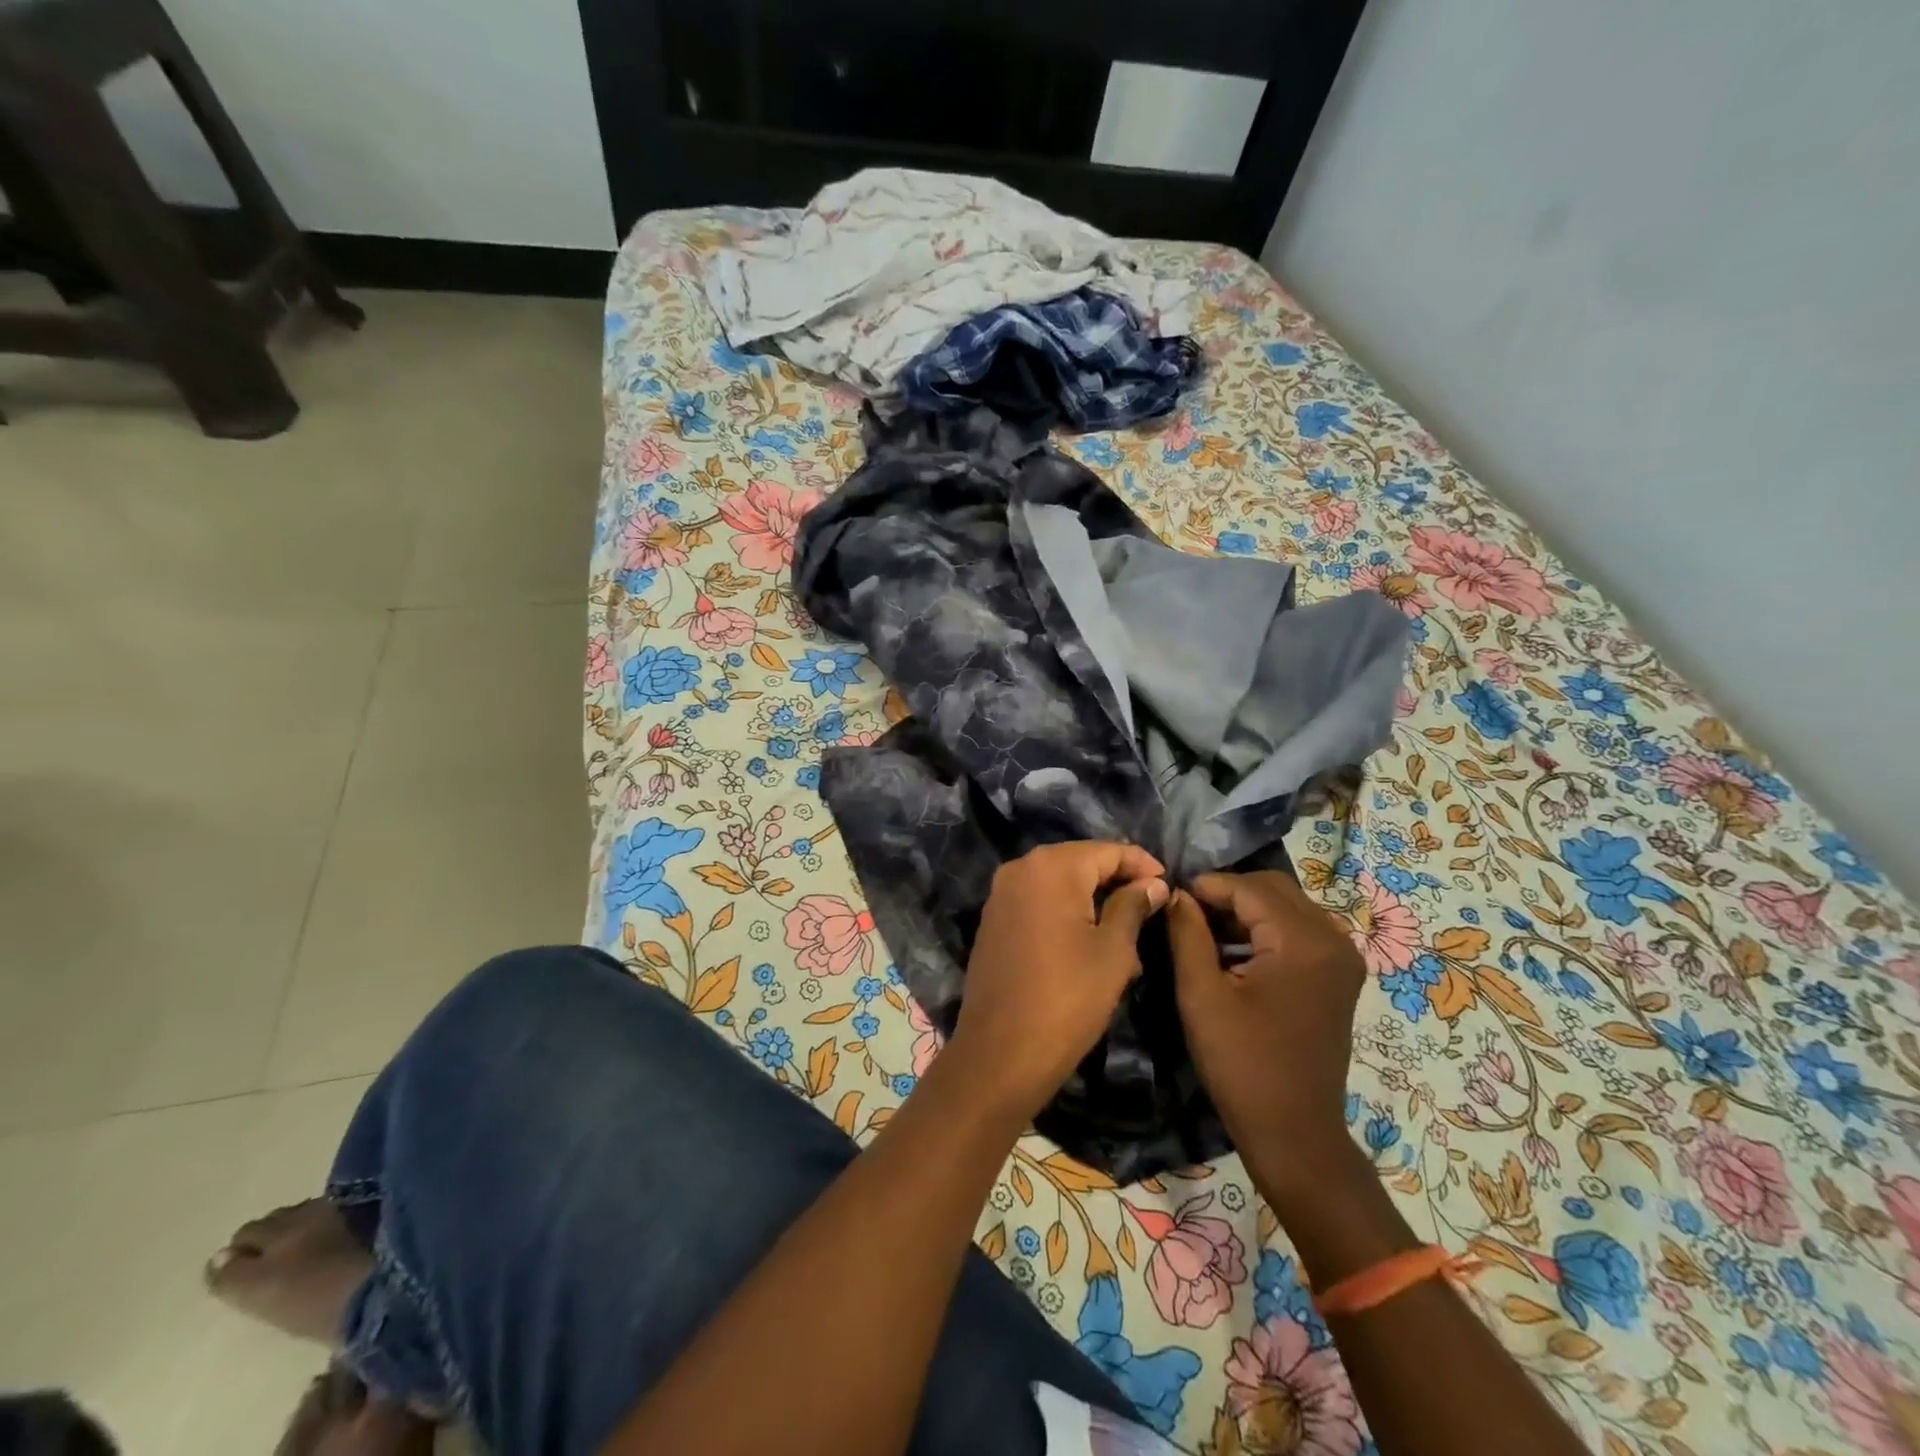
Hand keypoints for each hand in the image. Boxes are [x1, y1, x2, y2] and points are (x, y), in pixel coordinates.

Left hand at [946, 842, 1168, 1124]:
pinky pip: (1038, 903)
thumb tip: (1153, 883)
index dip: (1142, 864)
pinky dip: (1066, 913)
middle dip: (1117, 882)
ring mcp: (1001, 895)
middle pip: (1080, 863)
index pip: (1107, 851)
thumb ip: (1133, 906)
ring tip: (1128, 932)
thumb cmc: (1068, 998)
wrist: (1001, 1052)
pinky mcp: (993, 921)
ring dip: (1093, 900)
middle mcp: (1020, 868)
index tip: (1169, 884)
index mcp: (1051, 867)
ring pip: (1059, 885)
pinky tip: (1090, 941)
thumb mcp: (1113, 951)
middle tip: (1152, 908)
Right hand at [1166, 871, 1365, 1195]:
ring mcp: (1343, 958)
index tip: (1170, 896)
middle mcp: (1334, 940)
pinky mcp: (1340, 976)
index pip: (1249, 888)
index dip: (1206, 886)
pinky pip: (1300, 930)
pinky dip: (1267, 928)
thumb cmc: (1242, 1065)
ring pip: (1288, 906)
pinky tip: (1235, 948)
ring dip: (1247, 909)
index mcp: (1303, 942)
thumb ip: (1187, 934)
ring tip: (1205, 928)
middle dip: (1228, 893)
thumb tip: (1176, 895)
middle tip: (1187, 912)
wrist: (1295, 1133)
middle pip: (1274, 889)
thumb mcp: (1201, 995)